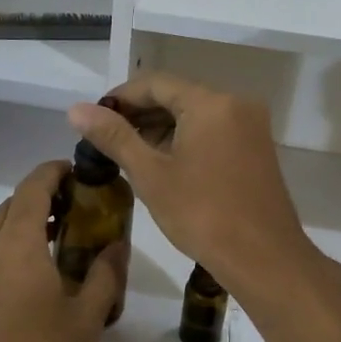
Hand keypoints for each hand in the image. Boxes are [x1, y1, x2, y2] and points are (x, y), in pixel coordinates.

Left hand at [0, 161, 126, 341]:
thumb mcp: (83, 323)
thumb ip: (103, 277)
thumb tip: (117, 245)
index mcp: (17, 243)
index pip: (33, 186)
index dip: (54, 172)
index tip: (78, 175)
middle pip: (10, 204)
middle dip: (41, 200)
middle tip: (73, 216)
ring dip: (17, 224)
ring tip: (48, 247)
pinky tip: (20, 281)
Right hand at [68, 73, 316, 298]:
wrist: (263, 258)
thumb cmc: (203, 214)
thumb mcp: (151, 174)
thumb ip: (114, 137)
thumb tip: (77, 109)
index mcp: (211, 103)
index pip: (156, 83)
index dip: (120, 97)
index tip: (93, 118)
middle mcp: (236, 104)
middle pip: (178, 95)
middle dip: (140, 114)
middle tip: (106, 140)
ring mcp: (251, 126)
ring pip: (196, 114)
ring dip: (161, 128)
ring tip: (129, 154)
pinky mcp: (256, 149)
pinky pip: (214, 131)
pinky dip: (186, 139)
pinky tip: (163, 163)